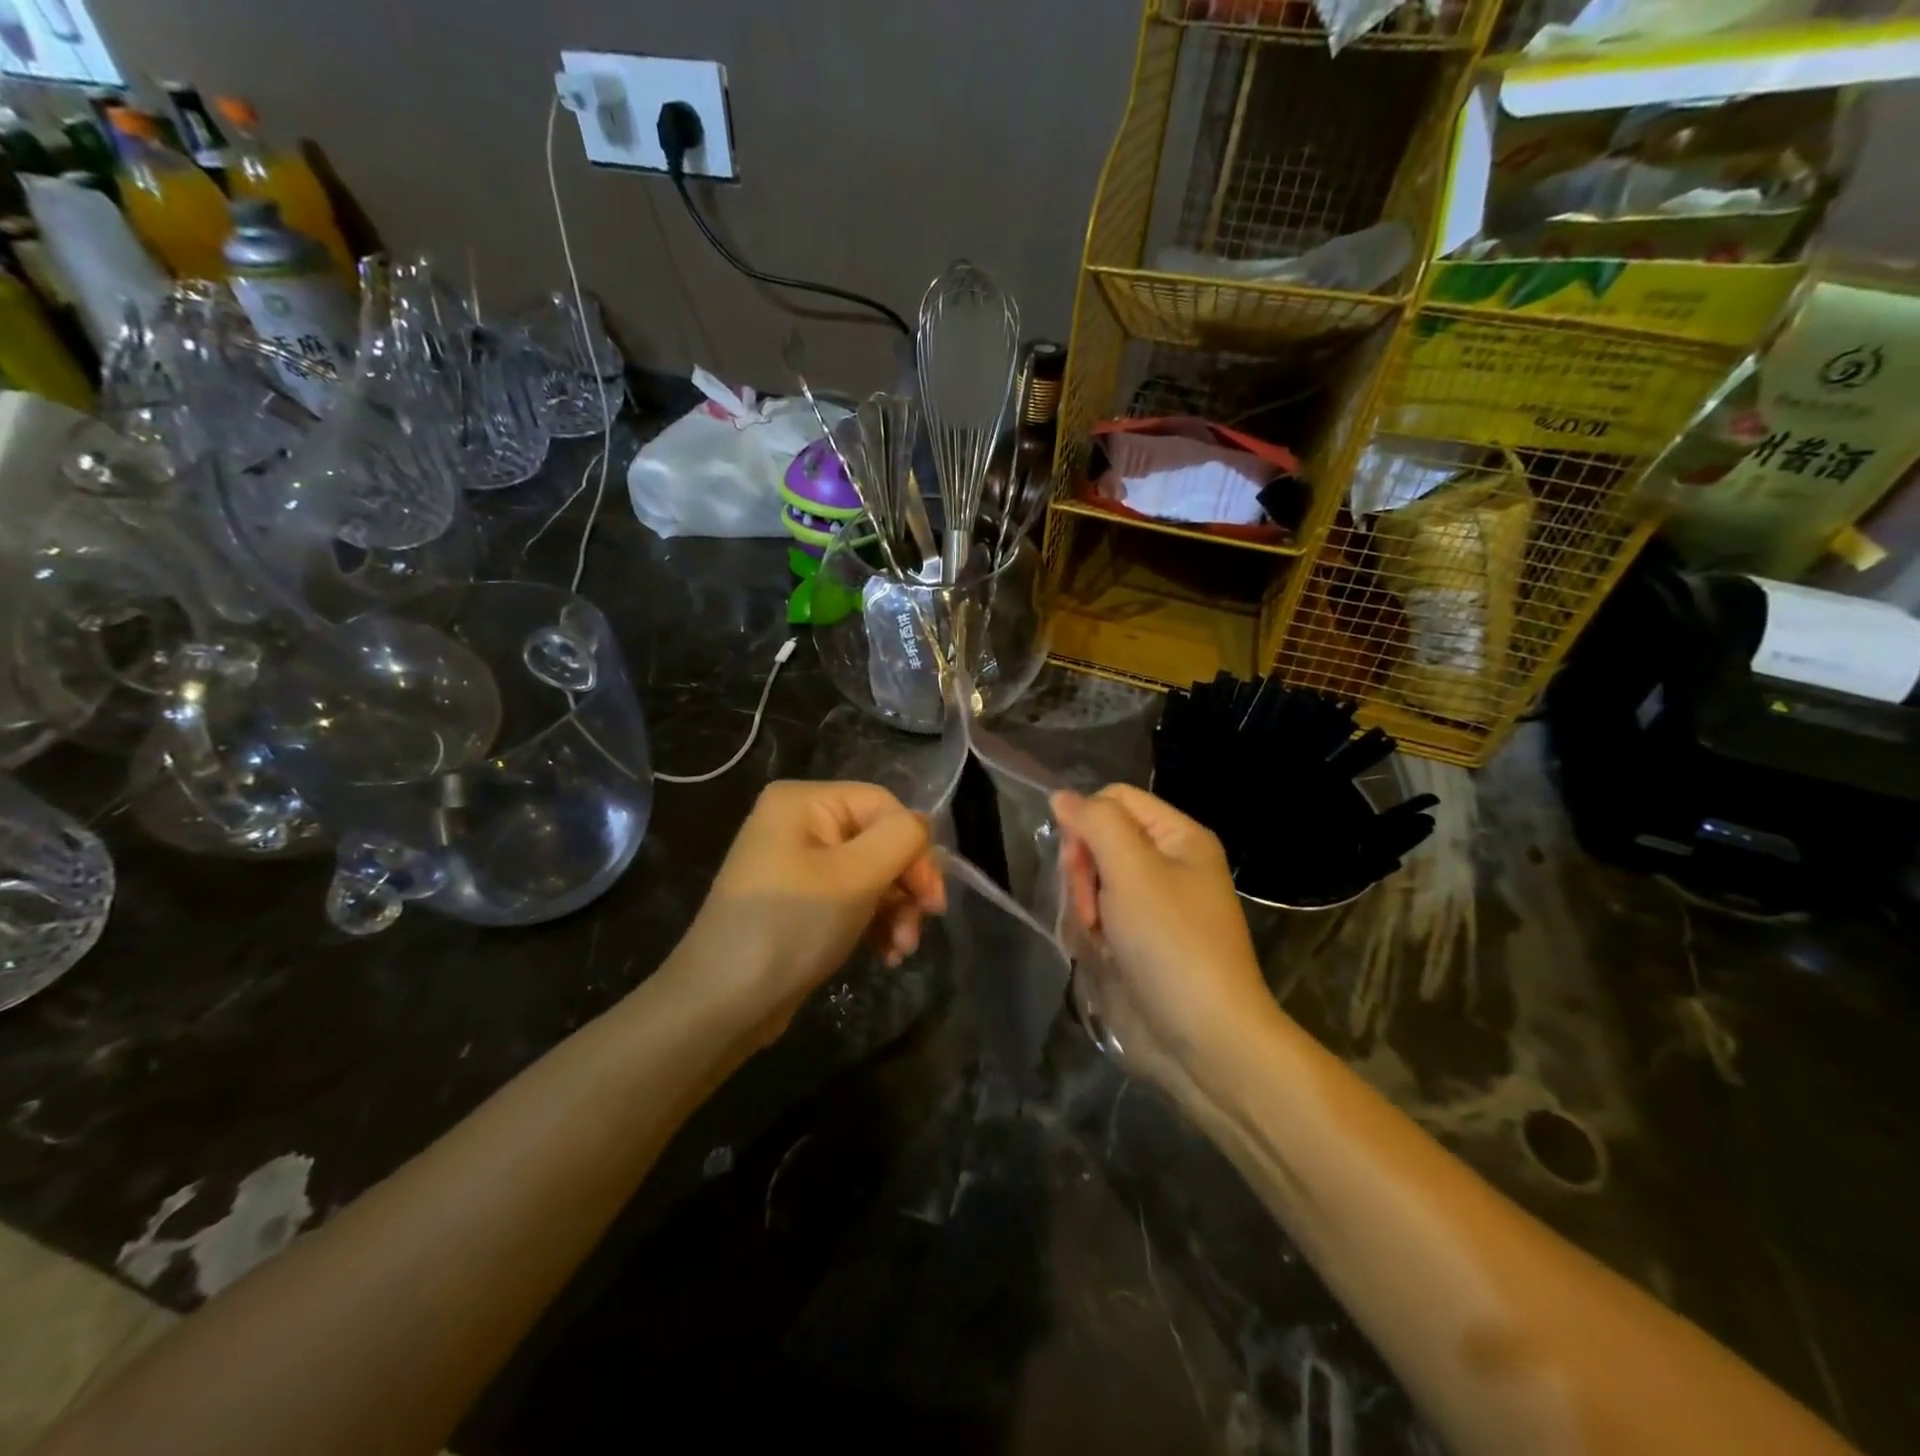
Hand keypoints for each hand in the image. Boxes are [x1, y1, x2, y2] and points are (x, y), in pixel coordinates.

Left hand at [685, 781, 945, 1039]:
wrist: (721, 1005)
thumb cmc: (790, 928)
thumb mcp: (855, 877)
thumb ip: (901, 839)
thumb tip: (922, 828)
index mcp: (804, 802)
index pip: (884, 806)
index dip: (915, 848)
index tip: (932, 901)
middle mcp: (799, 822)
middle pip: (879, 839)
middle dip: (906, 885)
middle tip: (921, 926)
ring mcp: (797, 863)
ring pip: (871, 873)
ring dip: (896, 909)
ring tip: (902, 950)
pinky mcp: (800, 901)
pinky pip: (852, 897)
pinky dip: (874, 922)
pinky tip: (886, 954)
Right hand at [1052, 785, 1278, 1089]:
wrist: (1204, 1039)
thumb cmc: (1172, 944)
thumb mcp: (1133, 870)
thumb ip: (1096, 823)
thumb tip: (1061, 796)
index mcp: (1179, 837)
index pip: (1114, 799)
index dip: (1086, 822)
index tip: (1078, 862)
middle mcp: (1167, 864)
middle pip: (1099, 838)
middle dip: (1083, 870)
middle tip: (1090, 908)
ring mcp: (1151, 905)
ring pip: (1091, 878)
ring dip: (1084, 905)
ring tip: (1096, 937)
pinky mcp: (1137, 940)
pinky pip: (1097, 914)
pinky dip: (1090, 930)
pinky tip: (1098, 952)